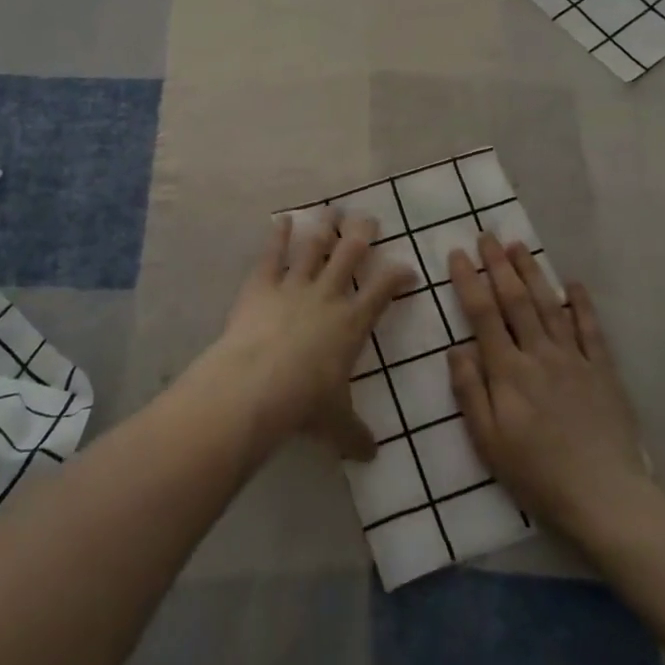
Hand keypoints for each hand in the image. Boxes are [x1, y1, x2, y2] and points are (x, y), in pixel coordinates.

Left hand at [202, 208, 415, 459]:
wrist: (257, 385)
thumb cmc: (305, 403)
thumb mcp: (336, 424)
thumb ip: (355, 435)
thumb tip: (372, 455)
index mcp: (352, 323)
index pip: (384, 291)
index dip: (398, 276)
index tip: (407, 268)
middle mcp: (327, 295)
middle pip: (351, 253)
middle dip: (362, 233)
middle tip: (369, 218)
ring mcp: (293, 285)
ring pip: (314, 246)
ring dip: (324, 226)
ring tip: (332, 209)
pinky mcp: (261, 285)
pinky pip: (272, 254)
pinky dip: (277, 235)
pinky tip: (282, 219)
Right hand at [447, 235, 652, 544]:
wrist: (605, 497)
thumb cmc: (537, 474)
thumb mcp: (488, 442)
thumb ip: (470, 392)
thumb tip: (456, 349)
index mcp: (508, 371)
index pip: (483, 315)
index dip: (468, 281)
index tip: (456, 254)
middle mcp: (539, 354)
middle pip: (516, 300)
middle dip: (498, 265)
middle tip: (486, 236)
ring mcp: (575, 359)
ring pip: (549, 305)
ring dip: (533, 273)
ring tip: (518, 246)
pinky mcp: (603, 371)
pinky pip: (590, 329)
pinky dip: (581, 304)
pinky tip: (573, 284)